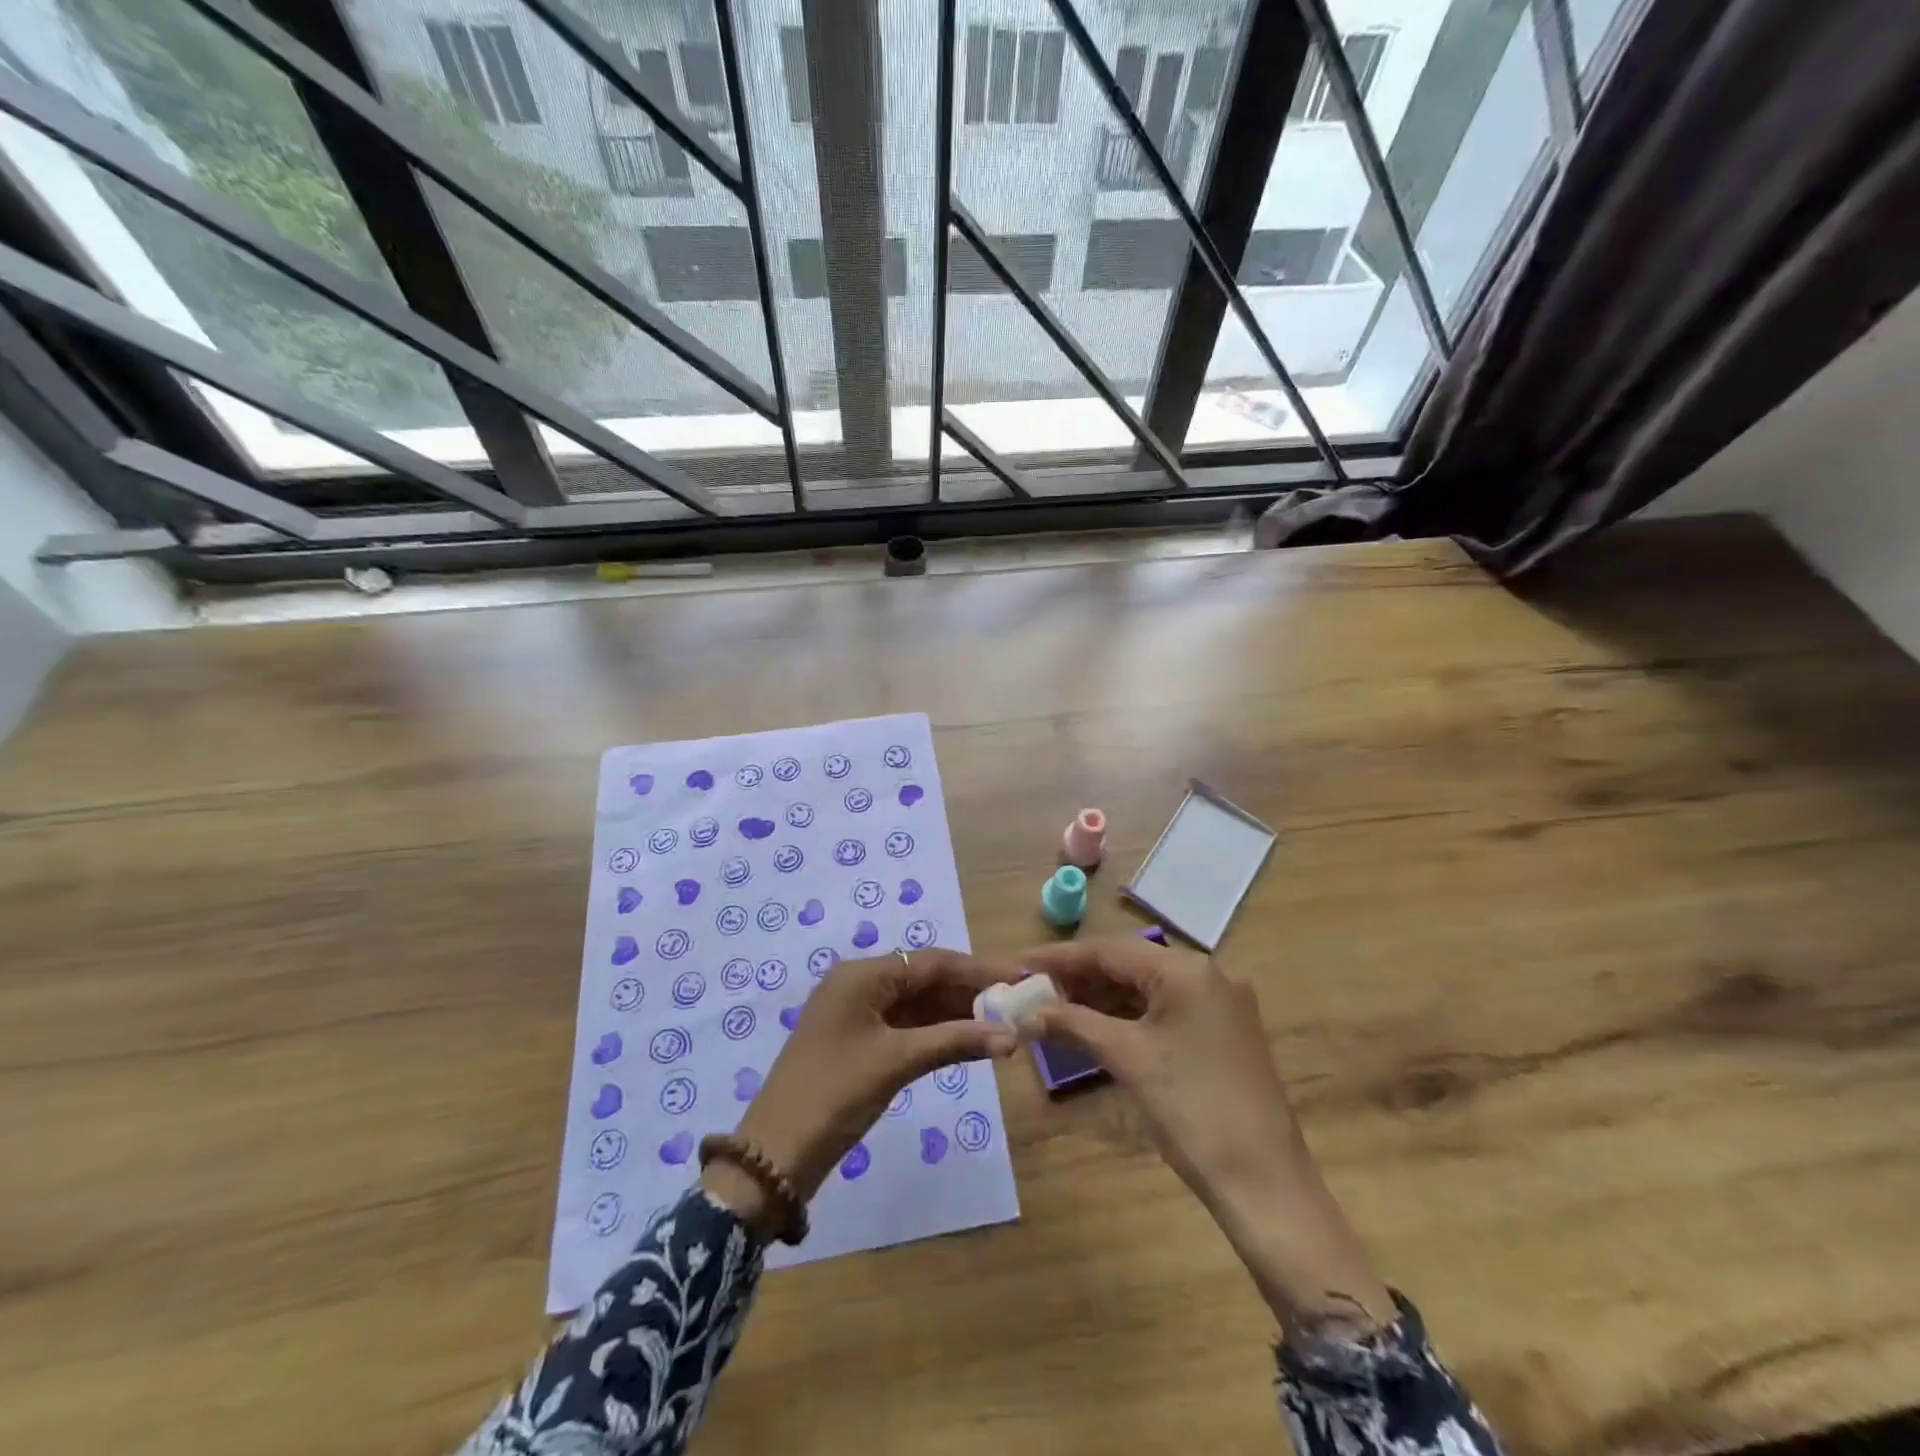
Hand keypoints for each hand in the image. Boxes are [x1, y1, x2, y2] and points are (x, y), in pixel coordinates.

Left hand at [705, 950, 1017, 1228]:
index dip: (979, 969)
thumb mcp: (897, 1062)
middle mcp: (859, 984)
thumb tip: (1012, 1036)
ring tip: (1003, 1022)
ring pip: (918, 1004)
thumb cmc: (835, 1095)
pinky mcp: (858, 1042)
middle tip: (1017, 1002)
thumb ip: (955, 1042)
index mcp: (862, 975)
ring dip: (957, 1013)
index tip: (1020, 975)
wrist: (774, 1156)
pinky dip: (937, 1032)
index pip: (932, 962)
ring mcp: (857, 1014)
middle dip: (971, 991)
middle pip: (926, 979)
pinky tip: (969, 1041)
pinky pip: (906, 1026)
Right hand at [1016, 936, 1303, 1207]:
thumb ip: (1073, 1023)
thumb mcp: (1127, 1057)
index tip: (1020, 961)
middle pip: (1129, 963)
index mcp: (1186, 969)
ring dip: (1102, 997)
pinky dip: (1128, 1017)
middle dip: (1080, 977)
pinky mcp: (1222, 1033)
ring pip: (1147, 987)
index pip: (1110, 949)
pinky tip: (1096, 1028)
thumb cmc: (1190, 1108)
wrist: (1264, 1183)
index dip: (1061, 956)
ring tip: (1055, 1009)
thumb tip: (1024, 1012)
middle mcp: (1207, 974)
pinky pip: (1164, 1010)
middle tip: (1034, 989)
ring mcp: (1219, 1004)